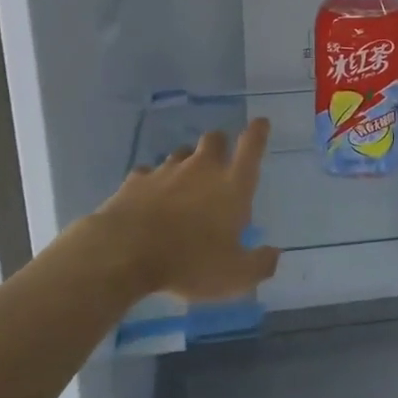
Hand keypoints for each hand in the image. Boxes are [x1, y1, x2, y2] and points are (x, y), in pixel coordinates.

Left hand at [84, 119, 280, 301]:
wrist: (123, 253)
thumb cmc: (189, 262)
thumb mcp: (234, 275)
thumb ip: (259, 264)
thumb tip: (274, 254)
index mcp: (232, 186)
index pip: (251, 148)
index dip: (258, 132)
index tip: (260, 122)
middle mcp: (202, 169)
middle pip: (214, 139)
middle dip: (220, 145)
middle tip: (219, 162)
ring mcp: (166, 171)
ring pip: (181, 153)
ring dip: (187, 163)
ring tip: (184, 185)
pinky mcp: (135, 180)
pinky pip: (148, 173)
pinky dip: (152, 182)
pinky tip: (149, 198)